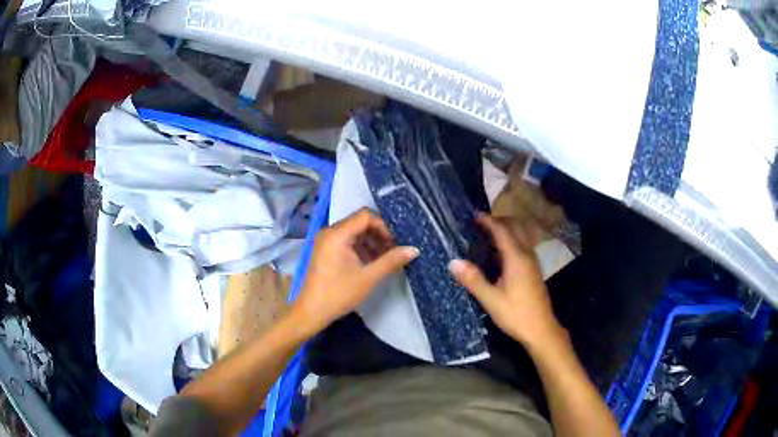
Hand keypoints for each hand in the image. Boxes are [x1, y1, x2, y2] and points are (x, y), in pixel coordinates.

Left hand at [293, 208, 418, 335]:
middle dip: (378, 234)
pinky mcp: (325, 250)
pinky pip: (347, 241)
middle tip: (393, 251)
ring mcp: (326, 241)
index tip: (395, 243)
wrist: (311, 312)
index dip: (383, 226)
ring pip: (354, 232)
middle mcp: (330, 232)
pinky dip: (360, 248)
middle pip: (359, 222)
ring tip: (385, 259)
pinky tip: (371, 263)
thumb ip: (391, 260)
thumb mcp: (368, 277)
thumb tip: (414, 249)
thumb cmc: (339, 293)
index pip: (365, 216)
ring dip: (371, 242)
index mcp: (337, 234)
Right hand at [449, 213, 562, 346]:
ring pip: (520, 236)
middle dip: (498, 221)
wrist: (541, 329)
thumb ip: (473, 280)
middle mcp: (527, 255)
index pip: (502, 231)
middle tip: (479, 223)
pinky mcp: (534, 270)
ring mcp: (533, 262)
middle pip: (514, 228)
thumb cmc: (516, 314)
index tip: (474, 215)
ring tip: (487, 235)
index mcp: (517, 258)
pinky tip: (499, 255)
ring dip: (505, 231)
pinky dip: (510, 242)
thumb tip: (453, 262)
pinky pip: (522, 246)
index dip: (488, 221)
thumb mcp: (491, 300)